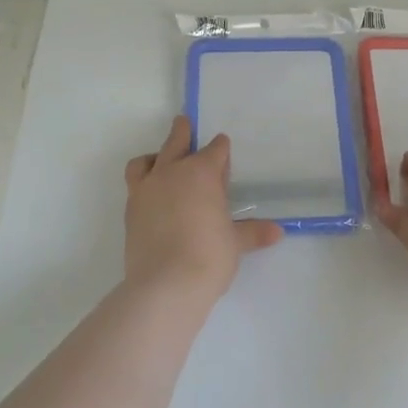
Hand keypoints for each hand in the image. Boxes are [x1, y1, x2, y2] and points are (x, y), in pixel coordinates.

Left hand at [124, 115, 282, 300]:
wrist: (165, 285)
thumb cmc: (209, 256)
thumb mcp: (235, 243)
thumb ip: (253, 232)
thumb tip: (277, 232)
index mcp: (202, 173)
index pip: (215, 150)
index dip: (221, 149)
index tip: (223, 149)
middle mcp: (171, 172)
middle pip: (176, 142)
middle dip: (183, 132)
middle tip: (184, 123)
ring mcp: (146, 190)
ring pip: (145, 160)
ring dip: (155, 156)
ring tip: (160, 160)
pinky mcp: (130, 210)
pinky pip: (134, 185)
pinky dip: (143, 183)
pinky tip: (153, 196)